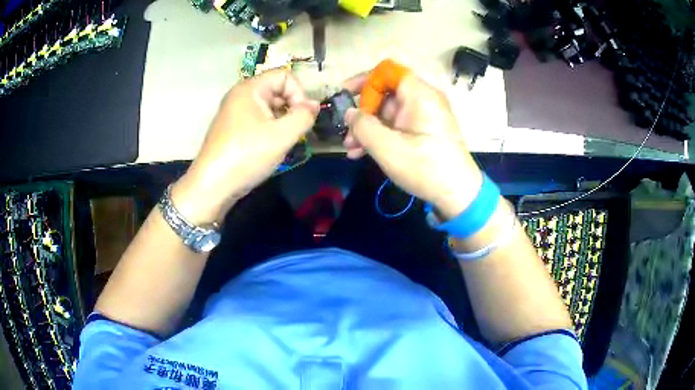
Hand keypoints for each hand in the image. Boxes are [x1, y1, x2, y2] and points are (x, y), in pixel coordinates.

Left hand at [172, 69, 319, 223]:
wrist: (212, 186)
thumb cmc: (246, 156)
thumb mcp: (282, 136)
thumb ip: (304, 116)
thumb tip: (314, 105)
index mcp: (250, 88)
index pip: (285, 75)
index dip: (300, 93)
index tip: (303, 117)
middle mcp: (240, 95)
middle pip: (277, 90)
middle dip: (292, 108)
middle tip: (295, 132)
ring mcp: (234, 112)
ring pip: (269, 107)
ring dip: (282, 121)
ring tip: (283, 142)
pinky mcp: (232, 128)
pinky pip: (258, 120)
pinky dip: (269, 129)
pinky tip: (269, 148)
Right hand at [343, 71, 481, 219]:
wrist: (459, 195)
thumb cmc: (425, 168)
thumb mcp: (388, 148)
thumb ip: (363, 126)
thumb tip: (350, 113)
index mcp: (419, 94)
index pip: (387, 71)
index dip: (363, 80)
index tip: (344, 96)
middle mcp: (423, 99)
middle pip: (385, 93)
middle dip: (362, 112)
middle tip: (347, 135)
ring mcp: (424, 115)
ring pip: (388, 112)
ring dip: (368, 128)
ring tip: (351, 149)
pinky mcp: (424, 130)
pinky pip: (398, 125)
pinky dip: (381, 135)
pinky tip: (363, 152)